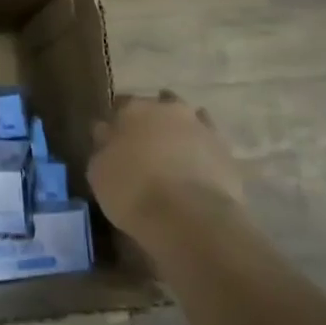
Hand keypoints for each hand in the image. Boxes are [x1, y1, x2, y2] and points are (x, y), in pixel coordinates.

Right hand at [88, 91, 245, 248]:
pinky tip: (194, 171)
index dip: (116, 125)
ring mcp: (202, 127)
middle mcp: (169, 109)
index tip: (112, 142)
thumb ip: (103, 147)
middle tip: (143, 148)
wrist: (190, 216)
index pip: (120, 107)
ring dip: (179, 134)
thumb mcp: (99, 172)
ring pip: (187, 122)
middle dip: (151, 123)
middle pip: (157, 108)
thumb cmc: (132, 191)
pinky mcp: (226, 152)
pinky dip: (201, 153)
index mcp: (133, 109)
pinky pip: (208, 145)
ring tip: (171, 160)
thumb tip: (106, 133)